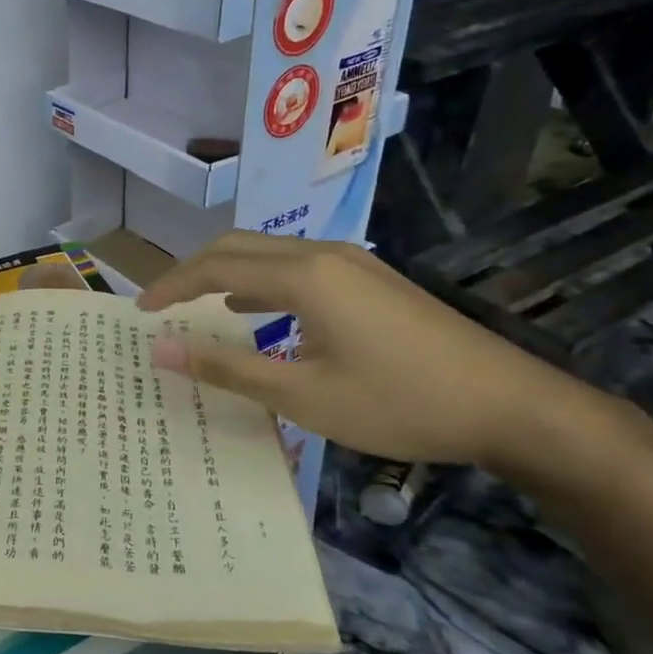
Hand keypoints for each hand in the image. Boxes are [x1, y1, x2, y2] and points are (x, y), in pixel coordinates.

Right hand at [138, 231, 615, 468]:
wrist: (512, 406)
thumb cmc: (398, 403)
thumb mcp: (303, 395)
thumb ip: (226, 367)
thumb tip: (160, 349)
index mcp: (303, 276)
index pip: (215, 267)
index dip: (171, 285)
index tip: (140, 310)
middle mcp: (324, 254)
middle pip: (239, 247)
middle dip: (194, 271)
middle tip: (162, 305)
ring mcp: (354, 263)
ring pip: (270, 254)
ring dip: (228, 274)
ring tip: (197, 308)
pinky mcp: (372, 281)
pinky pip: (298, 268)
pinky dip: (262, 284)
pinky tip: (256, 314)